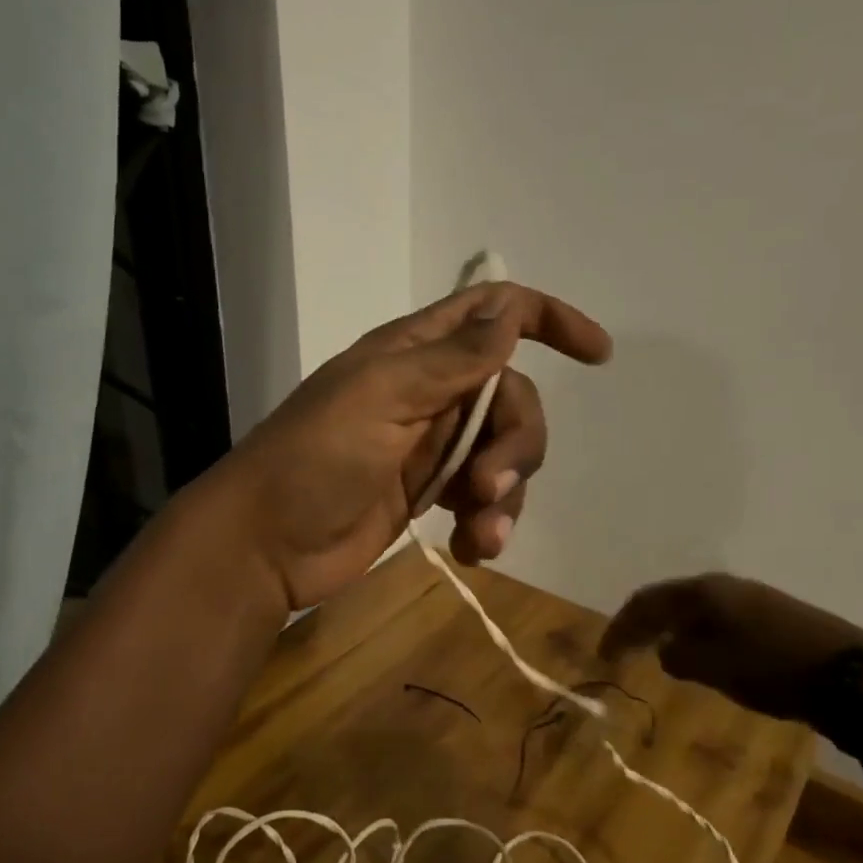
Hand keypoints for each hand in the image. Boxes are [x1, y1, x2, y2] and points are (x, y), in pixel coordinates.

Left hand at [213, 282, 611, 611]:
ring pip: (504, 454)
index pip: (493, 313)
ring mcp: (431, 446)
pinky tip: (474, 549)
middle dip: (515, 444)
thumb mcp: (381, 398)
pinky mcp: (429, 494)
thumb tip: (510, 313)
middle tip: (486, 488)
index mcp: (415, 354)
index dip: (547, 320)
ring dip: (505, 494)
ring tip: (482, 535)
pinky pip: (484, 498)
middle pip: (511, 399)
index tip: (597, 354)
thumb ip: (451, 360)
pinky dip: (490, 522)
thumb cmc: (313, 460)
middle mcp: (430, 393)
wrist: (265, 544)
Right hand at [599, 574, 862, 744]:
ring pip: (696, 610)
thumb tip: (668, 651)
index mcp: (702, 591)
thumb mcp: (713, 667)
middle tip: (624, 651)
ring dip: (671, 630)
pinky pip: (719, 621)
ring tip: (658, 653)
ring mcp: (752, 598)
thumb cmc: (772, 668)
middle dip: (643, 625)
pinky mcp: (775, 617)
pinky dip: (698, 636)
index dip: (620, 628)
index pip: (645, 603)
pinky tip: (703, 655)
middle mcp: (723, 586)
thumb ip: (679, 657)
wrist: (854, 675)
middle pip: (669, 600)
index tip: (603, 656)